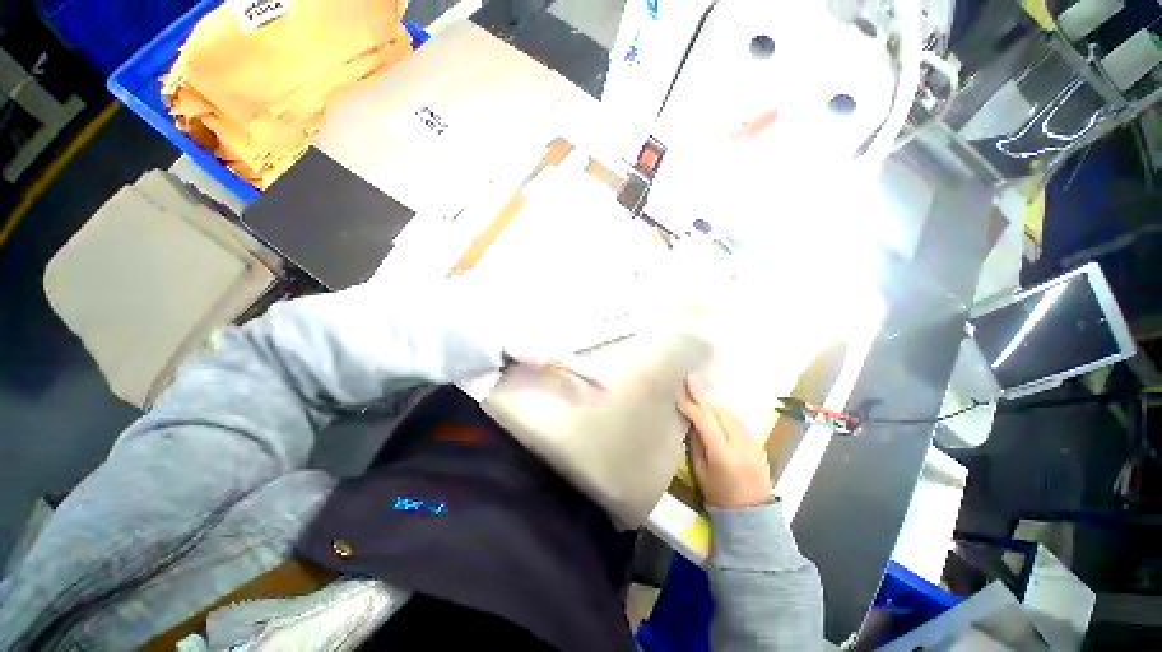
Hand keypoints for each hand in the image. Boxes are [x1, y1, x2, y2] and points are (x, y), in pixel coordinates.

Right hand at [679, 376, 772, 508]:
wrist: (753, 514)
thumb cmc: (719, 495)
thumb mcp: (699, 471)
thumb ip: (695, 442)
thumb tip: (690, 418)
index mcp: (724, 455)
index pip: (706, 420)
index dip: (691, 405)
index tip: (678, 393)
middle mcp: (741, 444)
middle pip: (720, 411)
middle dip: (703, 393)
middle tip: (689, 378)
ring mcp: (752, 441)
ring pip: (730, 411)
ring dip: (713, 398)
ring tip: (698, 386)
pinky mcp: (757, 440)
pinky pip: (736, 418)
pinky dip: (722, 408)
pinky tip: (712, 401)